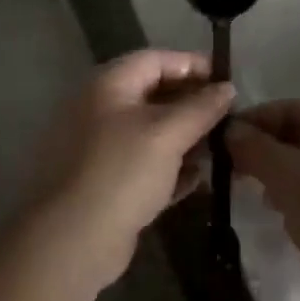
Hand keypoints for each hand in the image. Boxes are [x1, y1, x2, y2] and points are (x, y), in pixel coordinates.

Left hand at [29, 50, 234, 290]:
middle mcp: (100, 110)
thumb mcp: (167, 133)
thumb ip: (201, 108)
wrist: (72, 240)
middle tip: (227, 116)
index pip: (155, 60)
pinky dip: (169, 168)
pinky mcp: (104, 183)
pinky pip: (143, 165)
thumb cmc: (122, 172)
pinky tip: (196, 178)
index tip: (226, 79)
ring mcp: (99, 148)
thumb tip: (227, 88)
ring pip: (149, 133)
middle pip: (153, 94)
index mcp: (108, 86)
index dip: (191, 64)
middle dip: (191, 103)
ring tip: (219, 147)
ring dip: (184, 137)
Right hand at [229, 100, 299, 300]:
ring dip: (279, 181)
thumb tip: (230, 130)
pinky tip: (284, 224)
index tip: (220, 142)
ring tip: (254, 199)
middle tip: (231, 173)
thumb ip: (256, 149)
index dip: (254, 120)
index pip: (292, 108)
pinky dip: (299, 205)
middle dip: (265, 153)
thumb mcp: (290, 177)